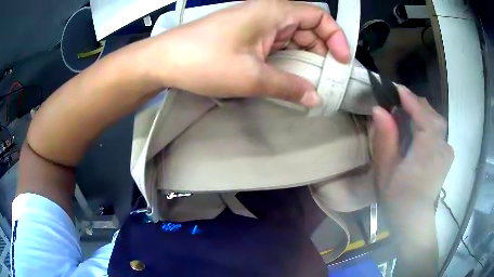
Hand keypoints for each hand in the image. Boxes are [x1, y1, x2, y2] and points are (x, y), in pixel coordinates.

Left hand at [146, 0, 349, 106]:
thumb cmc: (204, 62)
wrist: (164, 60)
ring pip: (292, 36)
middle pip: (308, 26)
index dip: (335, 35)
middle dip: (322, 50)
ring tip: (311, 81)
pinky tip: (289, 75)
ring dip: (305, 57)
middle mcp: (267, 12)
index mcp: (273, 11)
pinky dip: (287, 58)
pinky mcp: (246, 35)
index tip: (342, 60)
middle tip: (327, 78)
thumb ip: (287, 86)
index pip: (318, 15)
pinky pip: (276, 43)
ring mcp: (255, 24)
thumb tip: (315, 99)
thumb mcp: (250, 76)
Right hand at [372, 87, 453, 205]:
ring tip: (408, 110)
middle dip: (417, 104)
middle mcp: (442, 147)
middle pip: (433, 115)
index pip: (423, 115)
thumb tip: (379, 109)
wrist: (413, 218)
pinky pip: (440, 131)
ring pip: (437, 121)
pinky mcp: (447, 155)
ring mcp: (447, 151)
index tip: (396, 89)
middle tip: (400, 100)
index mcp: (427, 151)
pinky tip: (419, 127)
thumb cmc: (397, 197)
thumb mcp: (386, 170)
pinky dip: (429, 123)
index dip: (410, 100)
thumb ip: (385, 138)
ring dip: (423, 112)